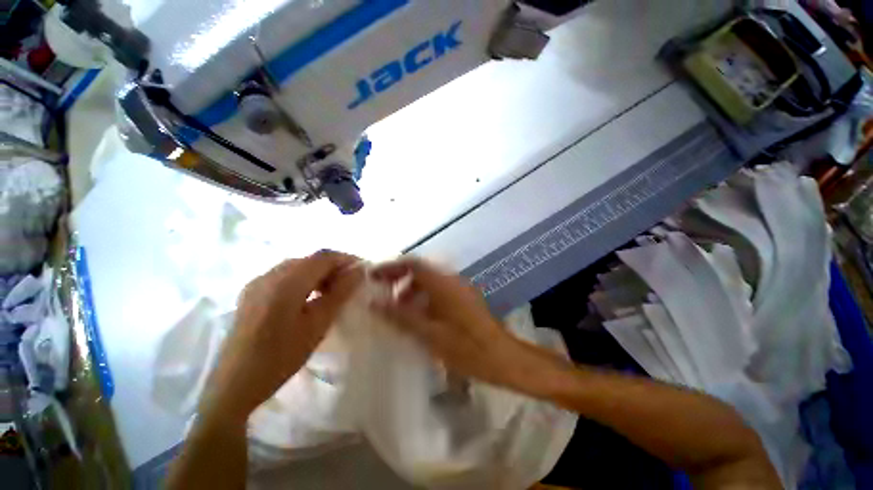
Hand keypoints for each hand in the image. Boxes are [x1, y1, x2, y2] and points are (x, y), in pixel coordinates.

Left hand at [200, 251, 362, 422]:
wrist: (234, 384)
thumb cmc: (281, 356)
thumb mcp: (318, 324)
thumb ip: (340, 293)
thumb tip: (358, 272)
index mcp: (287, 281)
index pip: (324, 257)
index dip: (346, 259)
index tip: (362, 271)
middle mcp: (270, 274)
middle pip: (310, 259)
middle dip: (334, 267)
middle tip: (350, 284)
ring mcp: (258, 282)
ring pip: (298, 266)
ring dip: (319, 273)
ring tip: (332, 291)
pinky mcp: (252, 292)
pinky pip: (284, 276)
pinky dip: (303, 280)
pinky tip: (309, 297)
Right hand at [370, 258, 547, 389]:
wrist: (503, 358)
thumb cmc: (466, 348)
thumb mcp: (429, 334)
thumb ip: (400, 316)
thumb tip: (374, 302)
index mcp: (443, 284)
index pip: (412, 264)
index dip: (391, 267)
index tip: (373, 277)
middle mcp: (451, 280)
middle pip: (420, 270)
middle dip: (399, 279)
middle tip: (382, 295)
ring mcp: (459, 288)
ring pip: (429, 281)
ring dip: (411, 290)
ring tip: (397, 309)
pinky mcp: (464, 298)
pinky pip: (438, 290)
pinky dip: (423, 297)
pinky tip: (418, 316)